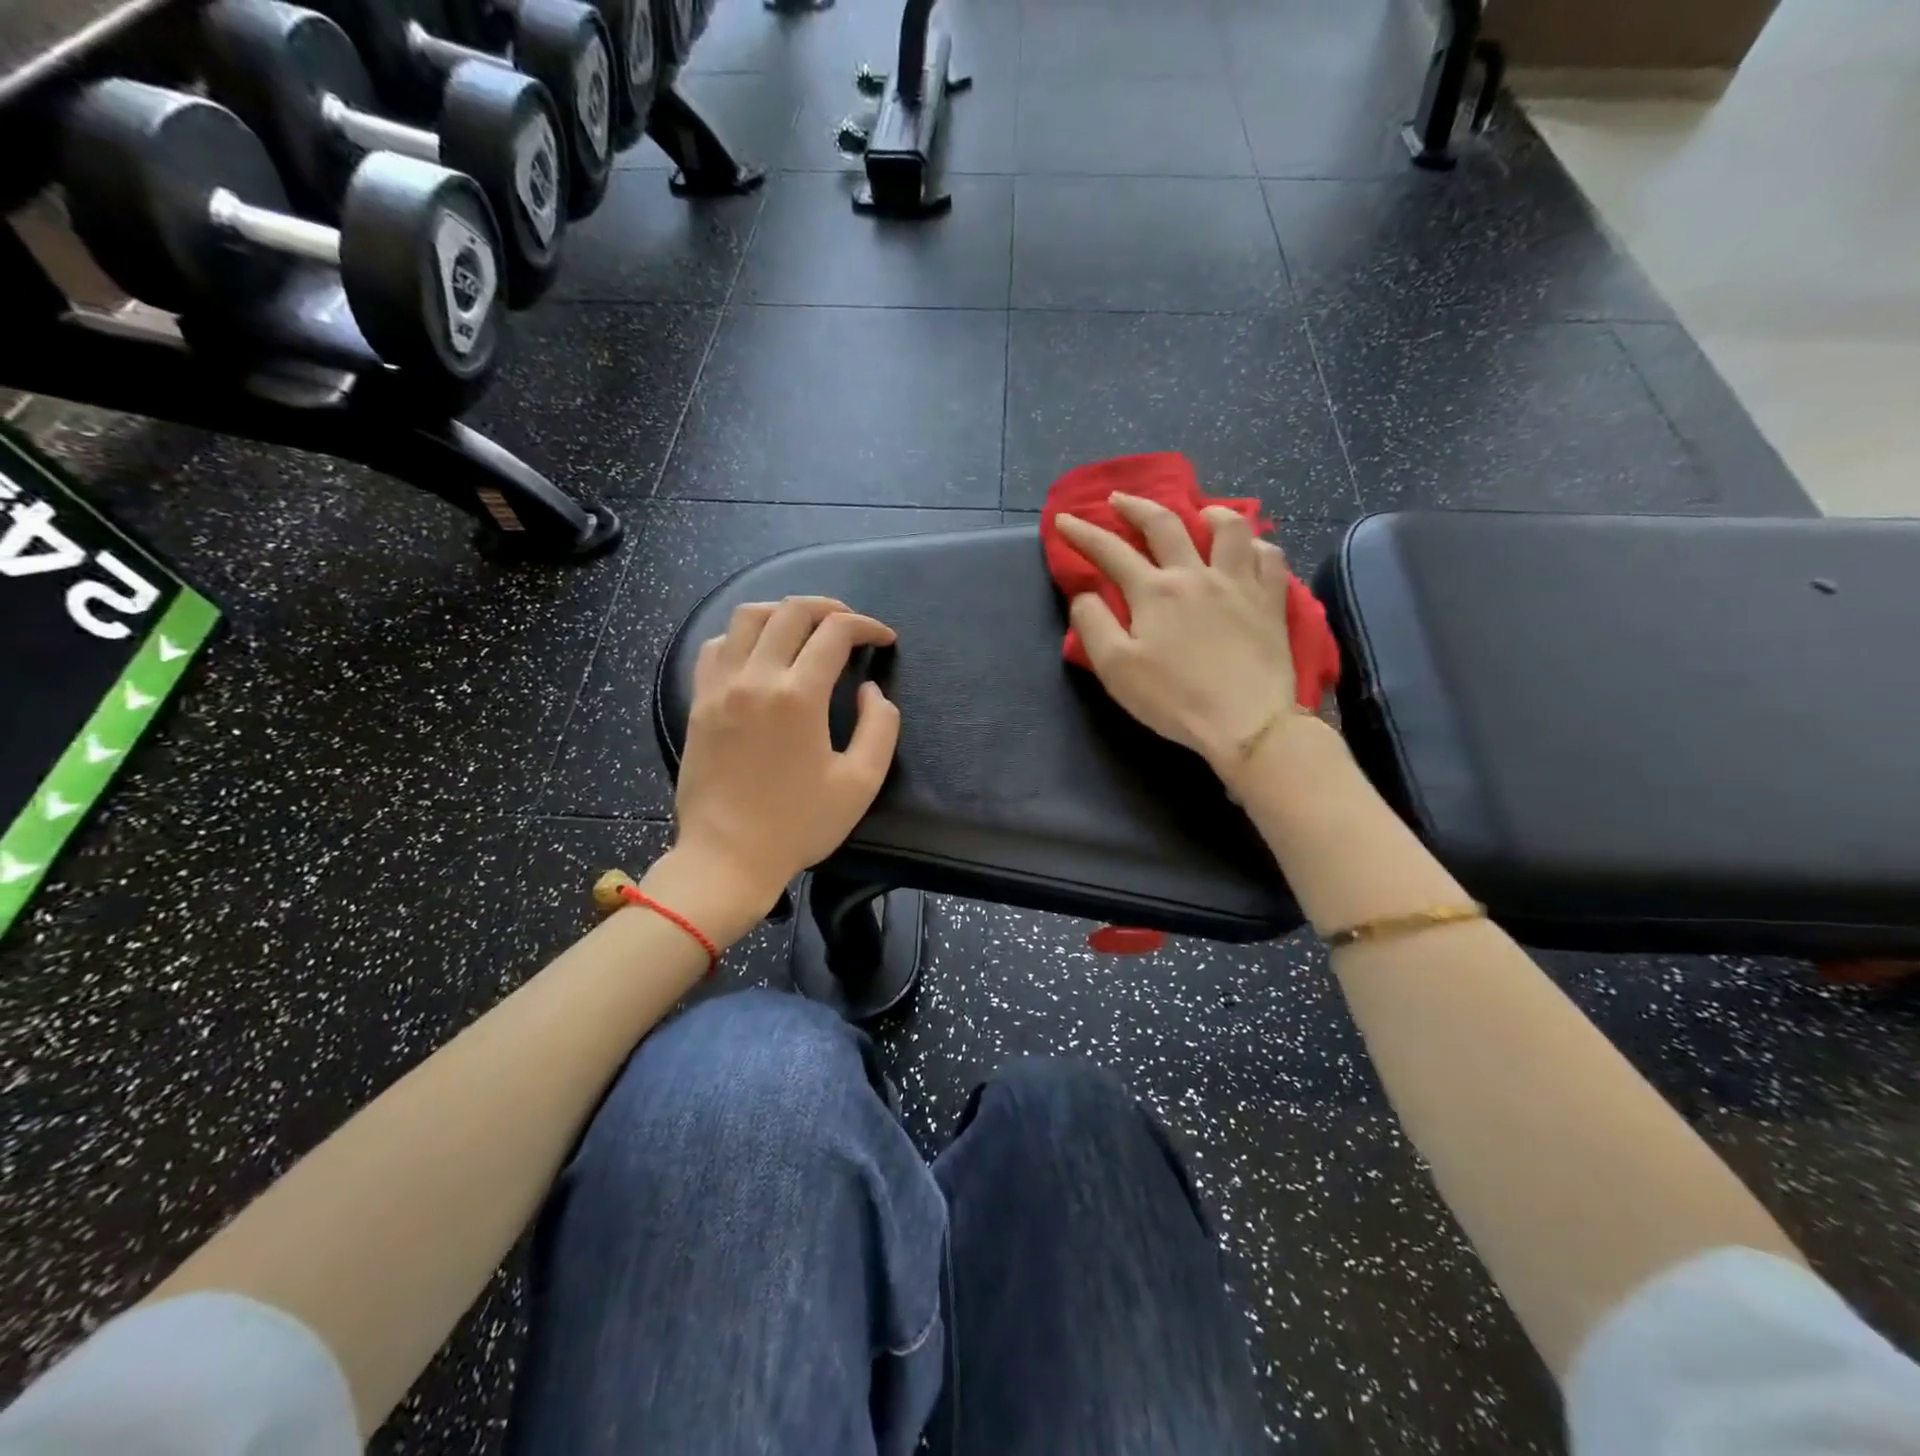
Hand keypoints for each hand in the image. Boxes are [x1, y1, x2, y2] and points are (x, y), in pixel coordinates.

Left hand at [660, 596, 900, 938]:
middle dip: (829, 608)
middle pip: (791, 612)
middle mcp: (755, 678)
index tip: (883, 638)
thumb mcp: (860, 782)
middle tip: (851, 624)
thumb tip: (870, 690)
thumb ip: (879, 727)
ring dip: (783, 611)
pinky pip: (716, 646)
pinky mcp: (699, 702)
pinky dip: (741, 635)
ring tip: (805, 627)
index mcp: (798, 696)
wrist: (727, 857)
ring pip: (747, 617)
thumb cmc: (799, 825)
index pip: (835, 633)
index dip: (866, 626)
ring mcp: (720, 687)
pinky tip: (758, 652)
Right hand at [1056, 493, 1299, 783]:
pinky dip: (1256, 547)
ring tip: (1199, 513)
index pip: (1110, 551)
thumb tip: (1085, 595)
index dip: (1083, 533)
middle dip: (1136, 506)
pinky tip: (1248, 553)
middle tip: (1119, 499)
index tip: (1065, 519)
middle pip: (1164, 524)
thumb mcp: (1116, 669)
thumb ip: (1093, 625)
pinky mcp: (1271, 601)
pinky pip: (1270, 557)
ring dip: (1209, 513)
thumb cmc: (1174, 699)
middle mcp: (1195, 575)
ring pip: (1229, 528)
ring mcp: (1238, 584)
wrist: (1246, 722)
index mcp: (1154, 592)